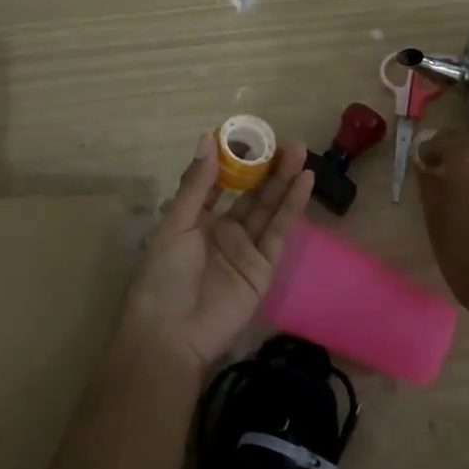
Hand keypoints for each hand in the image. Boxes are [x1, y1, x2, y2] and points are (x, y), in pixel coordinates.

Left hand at [118, 132, 313, 369]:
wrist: (172, 333)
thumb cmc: (164, 274)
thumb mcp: (177, 223)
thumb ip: (197, 184)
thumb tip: (207, 138)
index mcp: (196, 219)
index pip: (221, 183)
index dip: (237, 160)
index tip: (253, 135)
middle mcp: (223, 230)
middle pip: (251, 193)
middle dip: (268, 167)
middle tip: (287, 140)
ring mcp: (246, 249)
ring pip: (268, 208)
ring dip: (284, 181)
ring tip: (300, 152)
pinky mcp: (264, 268)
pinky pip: (280, 232)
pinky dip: (292, 207)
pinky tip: (304, 182)